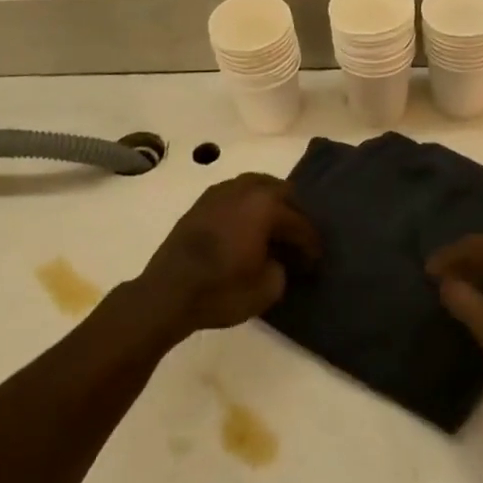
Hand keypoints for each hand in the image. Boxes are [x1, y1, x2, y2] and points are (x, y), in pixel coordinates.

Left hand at [138, 173, 321, 333]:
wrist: (166, 294)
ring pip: (256, 187)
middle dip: (293, 214)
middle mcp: (244, 189)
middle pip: (281, 192)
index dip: (311, 245)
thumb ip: (283, 267)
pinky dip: (247, 208)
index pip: (299, 222)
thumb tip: (278, 259)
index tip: (315, 263)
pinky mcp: (200, 204)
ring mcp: (218, 192)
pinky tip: (247, 229)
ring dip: (269, 206)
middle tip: (297, 241)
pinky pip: (235, 196)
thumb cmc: (221, 290)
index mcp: (266, 204)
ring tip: (273, 232)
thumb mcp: (268, 288)